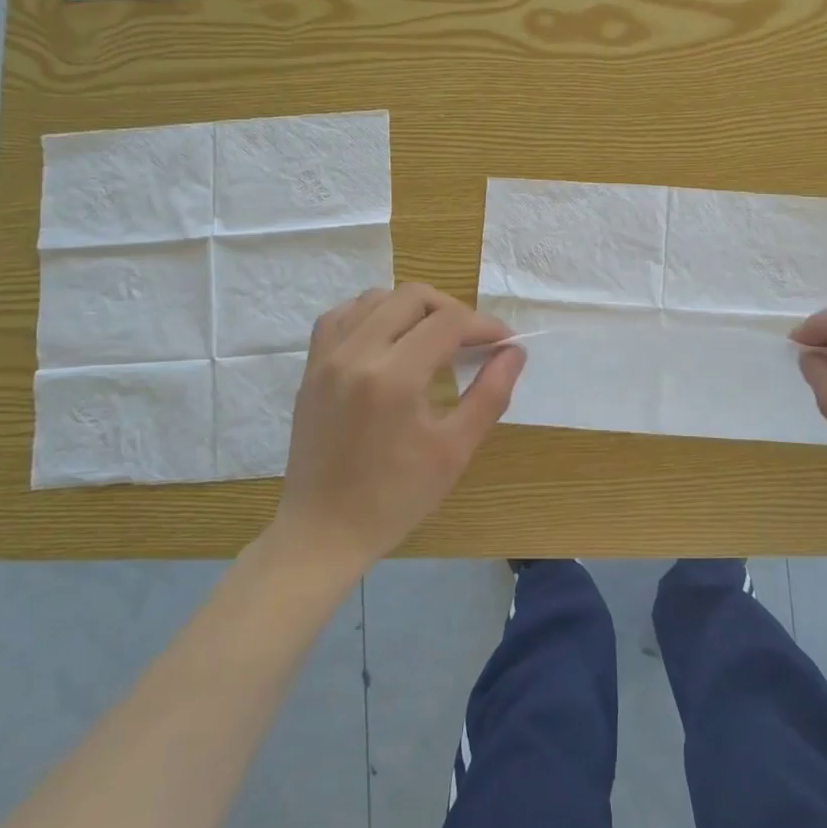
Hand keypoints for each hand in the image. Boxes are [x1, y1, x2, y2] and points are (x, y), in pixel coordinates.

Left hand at [272, 284, 524, 576]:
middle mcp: (357, 354)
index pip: (449, 322)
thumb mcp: (455, 450)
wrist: (324, 531)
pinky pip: (342, 315)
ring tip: (433, 339)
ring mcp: (327, 357)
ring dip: (412, 308)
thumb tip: (514, 352)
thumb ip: (490, 394)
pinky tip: (388, 337)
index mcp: (394, 377)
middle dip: (452, 309)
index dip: (484, 325)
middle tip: (472, 341)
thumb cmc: (397, 498)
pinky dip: (372, 314)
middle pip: (412, 296)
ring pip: (376, 297)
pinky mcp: (311, 367)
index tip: (504, 342)